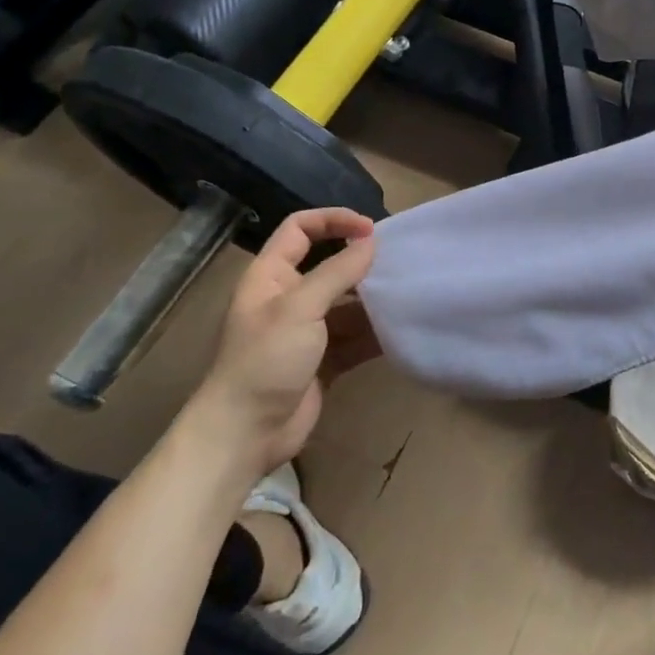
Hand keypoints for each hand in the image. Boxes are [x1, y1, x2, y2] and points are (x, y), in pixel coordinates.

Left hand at [186, 208, 376, 477]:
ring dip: (374, 300)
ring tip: (408, 295)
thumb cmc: (265, 361)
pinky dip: (376, 333)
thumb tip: (371, 241)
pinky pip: (355, 337)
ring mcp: (307, 331)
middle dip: (362, 263)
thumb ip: (337, 272)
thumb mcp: (300, 308)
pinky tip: (401, 330)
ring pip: (347, 303)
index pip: (300, 229)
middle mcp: (289, 298)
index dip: (333, 220)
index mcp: (271, 276)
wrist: (245, 434)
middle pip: (329, 265)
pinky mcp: (324, 360)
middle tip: (399, 262)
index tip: (371, 229)